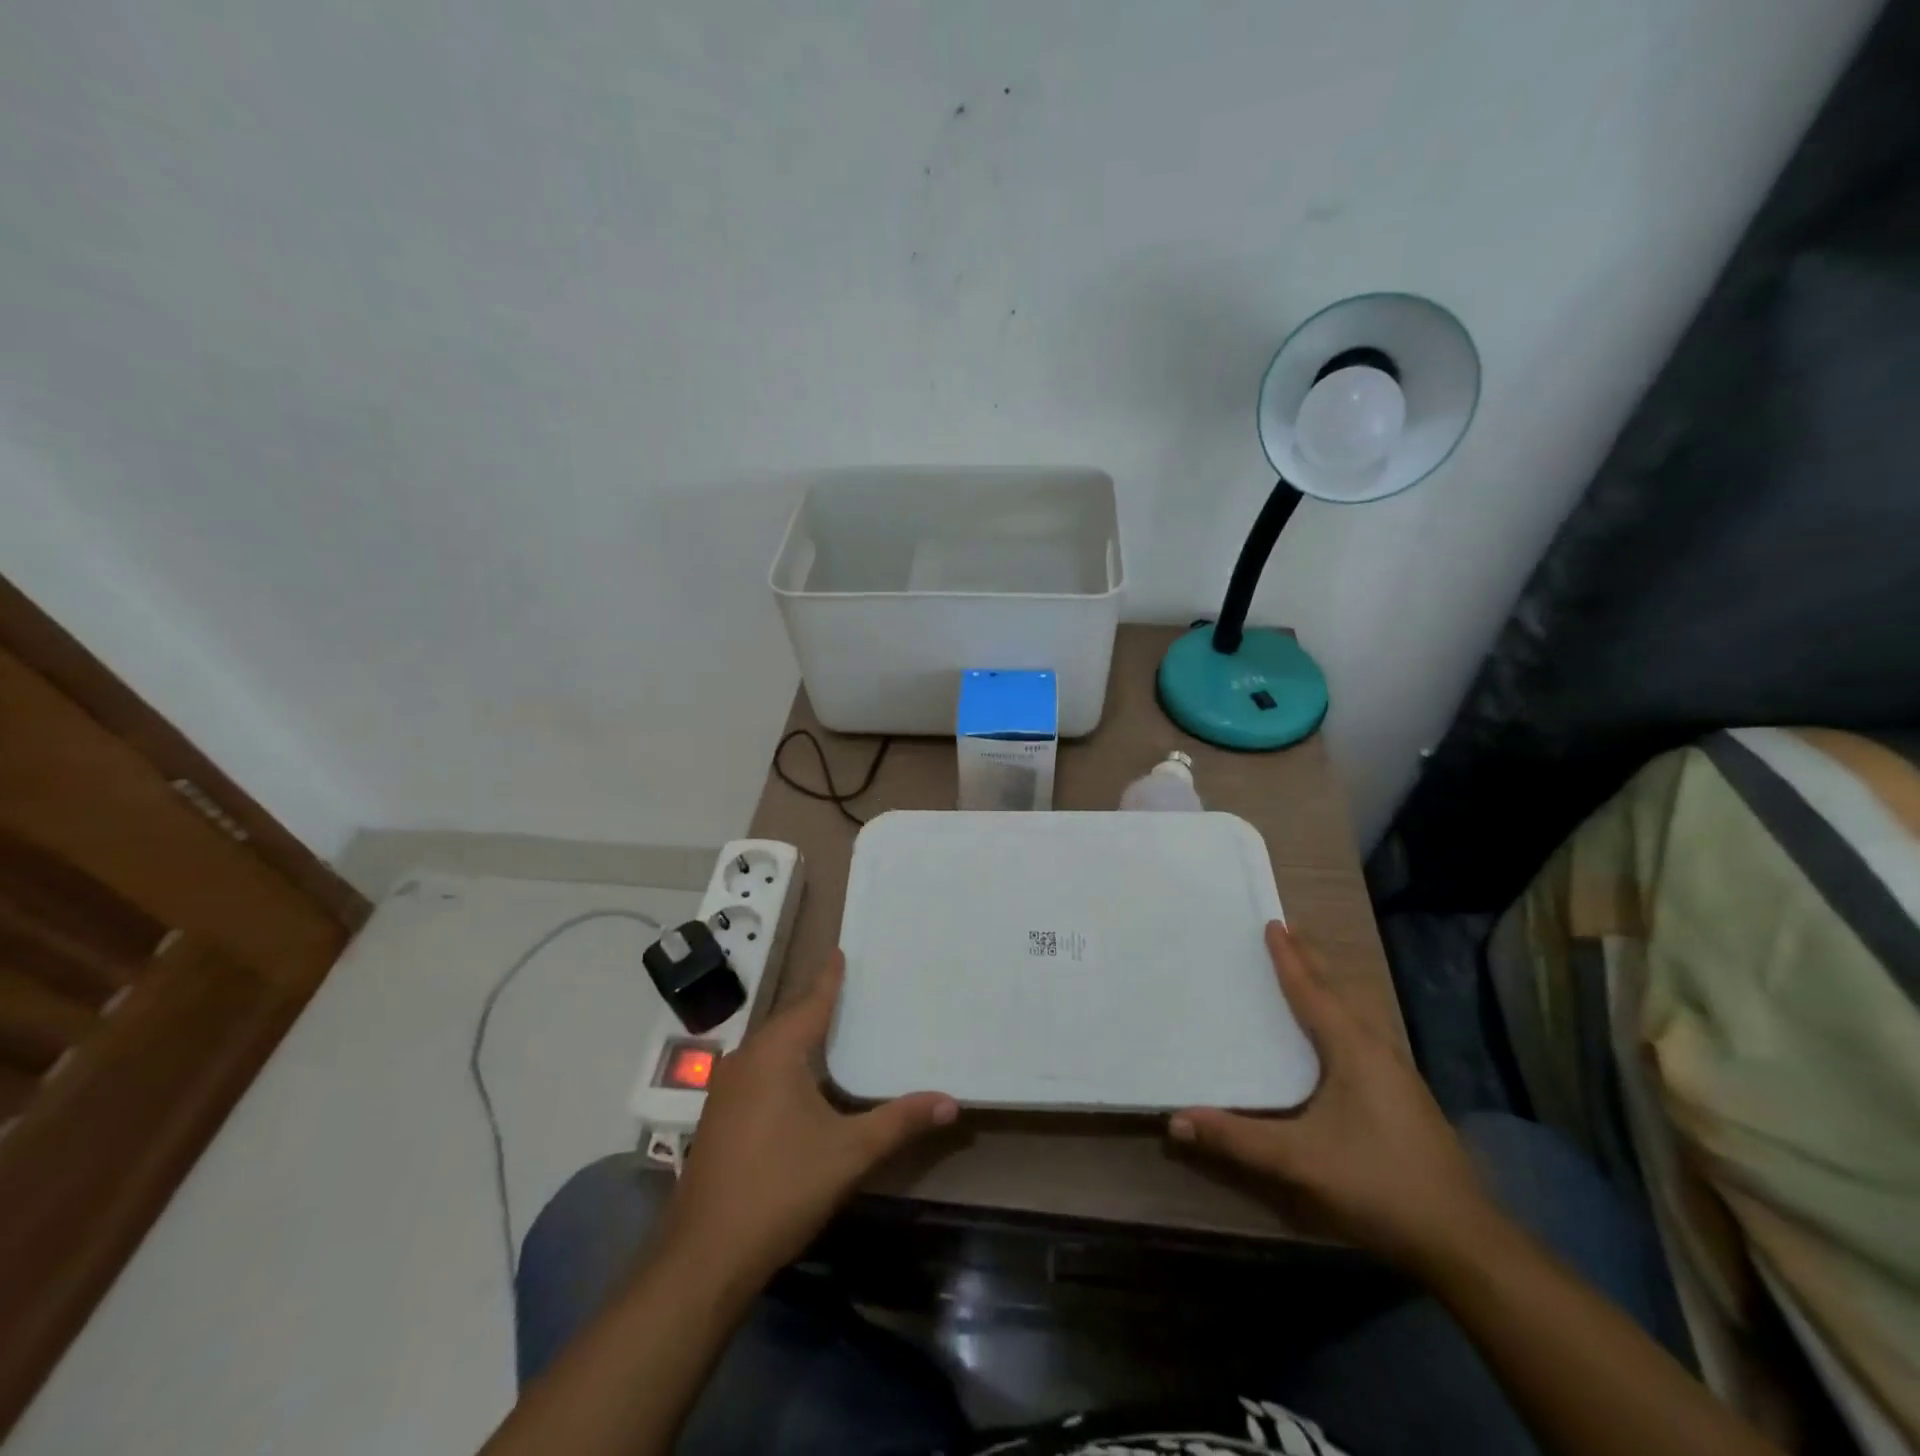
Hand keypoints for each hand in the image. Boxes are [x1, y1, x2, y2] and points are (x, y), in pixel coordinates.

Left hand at [656, 952, 956, 1287]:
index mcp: (776, 1053)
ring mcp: (726, 1088)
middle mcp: (746, 1058)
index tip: (840, 951)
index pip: (811, 1002)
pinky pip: (758, 1069)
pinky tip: (802, 1080)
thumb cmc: (781, 1188)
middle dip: (818, 1004)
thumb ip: (899, 1121)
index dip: (829, 978)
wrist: (704, 1256)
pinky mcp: (719, 1116)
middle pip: (789, 1020)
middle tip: (851, 989)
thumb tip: (951, 1102)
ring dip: (799, 1035)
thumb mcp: (849, 1153)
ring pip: (771, 1047)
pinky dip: (784, 1062)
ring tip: (832, 1028)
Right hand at [1170, 922, 1496, 1270]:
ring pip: (1358, 1010)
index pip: (1312, 992)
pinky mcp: (1405, 1093)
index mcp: (1353, 1049)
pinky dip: (1343, 1010)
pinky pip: (1365, 1030)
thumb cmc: (1377, 1183)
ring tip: (1310, 968)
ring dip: (1330, 983)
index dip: (1289, 958)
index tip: (1272, 923)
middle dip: (1312, 959)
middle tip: (1288, 930)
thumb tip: (1175, 1119)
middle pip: (1340, 990)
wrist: (1462, 1238)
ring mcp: (1397, 1071)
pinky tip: (1339, 1031)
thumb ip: (1236, 1139)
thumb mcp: (1299, 1161)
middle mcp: (1377, 1048)